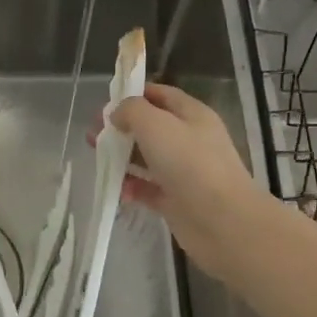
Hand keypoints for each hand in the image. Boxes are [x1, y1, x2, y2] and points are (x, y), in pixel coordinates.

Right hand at [102, 83, 269, 285]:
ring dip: (122, 157)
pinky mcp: (176, 200)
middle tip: (93, 134)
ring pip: (147, 158)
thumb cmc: (190, 163)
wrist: (223, 222)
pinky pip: (148, 188)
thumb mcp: (156, 124)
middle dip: (121, 128)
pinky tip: (118, 190)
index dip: (134, 94)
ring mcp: (183, 172)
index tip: (105, 102)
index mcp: (192, 115)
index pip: (160, 95)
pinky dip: (132, 187)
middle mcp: (189, 140)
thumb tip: (117, 114)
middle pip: (150, 127)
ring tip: (98, 159)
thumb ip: (132, 111)